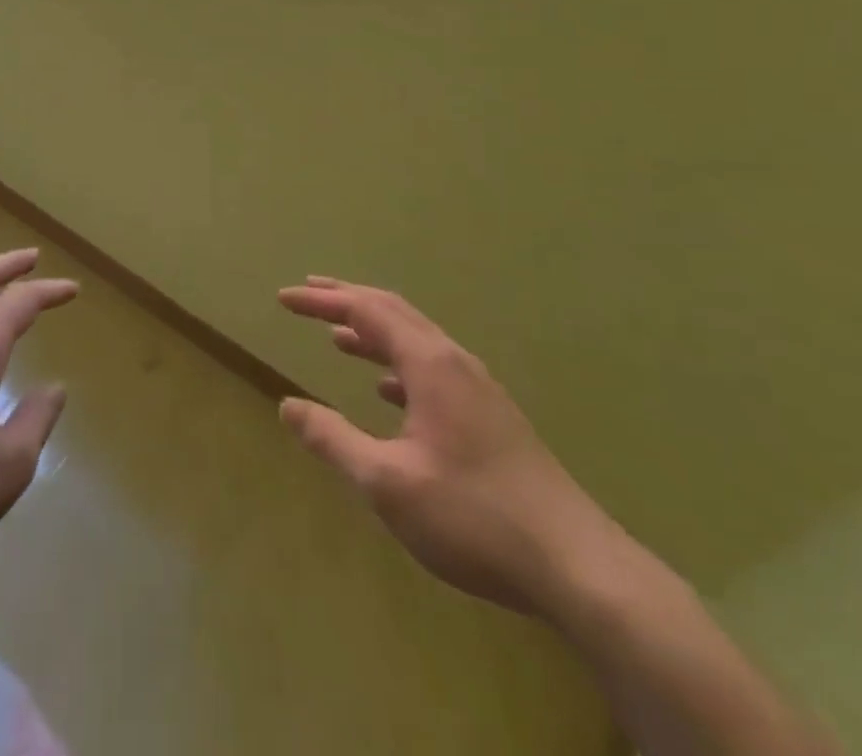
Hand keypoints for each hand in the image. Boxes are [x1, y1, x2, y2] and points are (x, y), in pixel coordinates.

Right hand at [277, 276, 624, 619]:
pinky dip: (398, 365)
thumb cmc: (474, 517)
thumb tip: (287, 406)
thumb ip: (333, 440)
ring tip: (337, 335)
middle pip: (393, 311)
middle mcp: (454, 362)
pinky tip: (387, 392)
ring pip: (416, 339)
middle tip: (307, 294)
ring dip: (373, 331)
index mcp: (429, 364)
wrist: (578, 566)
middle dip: (347, 300)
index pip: (365, 310)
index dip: (321, 301)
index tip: (283, 298)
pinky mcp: (491, 416)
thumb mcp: (387, 483)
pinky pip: (433, 369)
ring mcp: (478, 388)